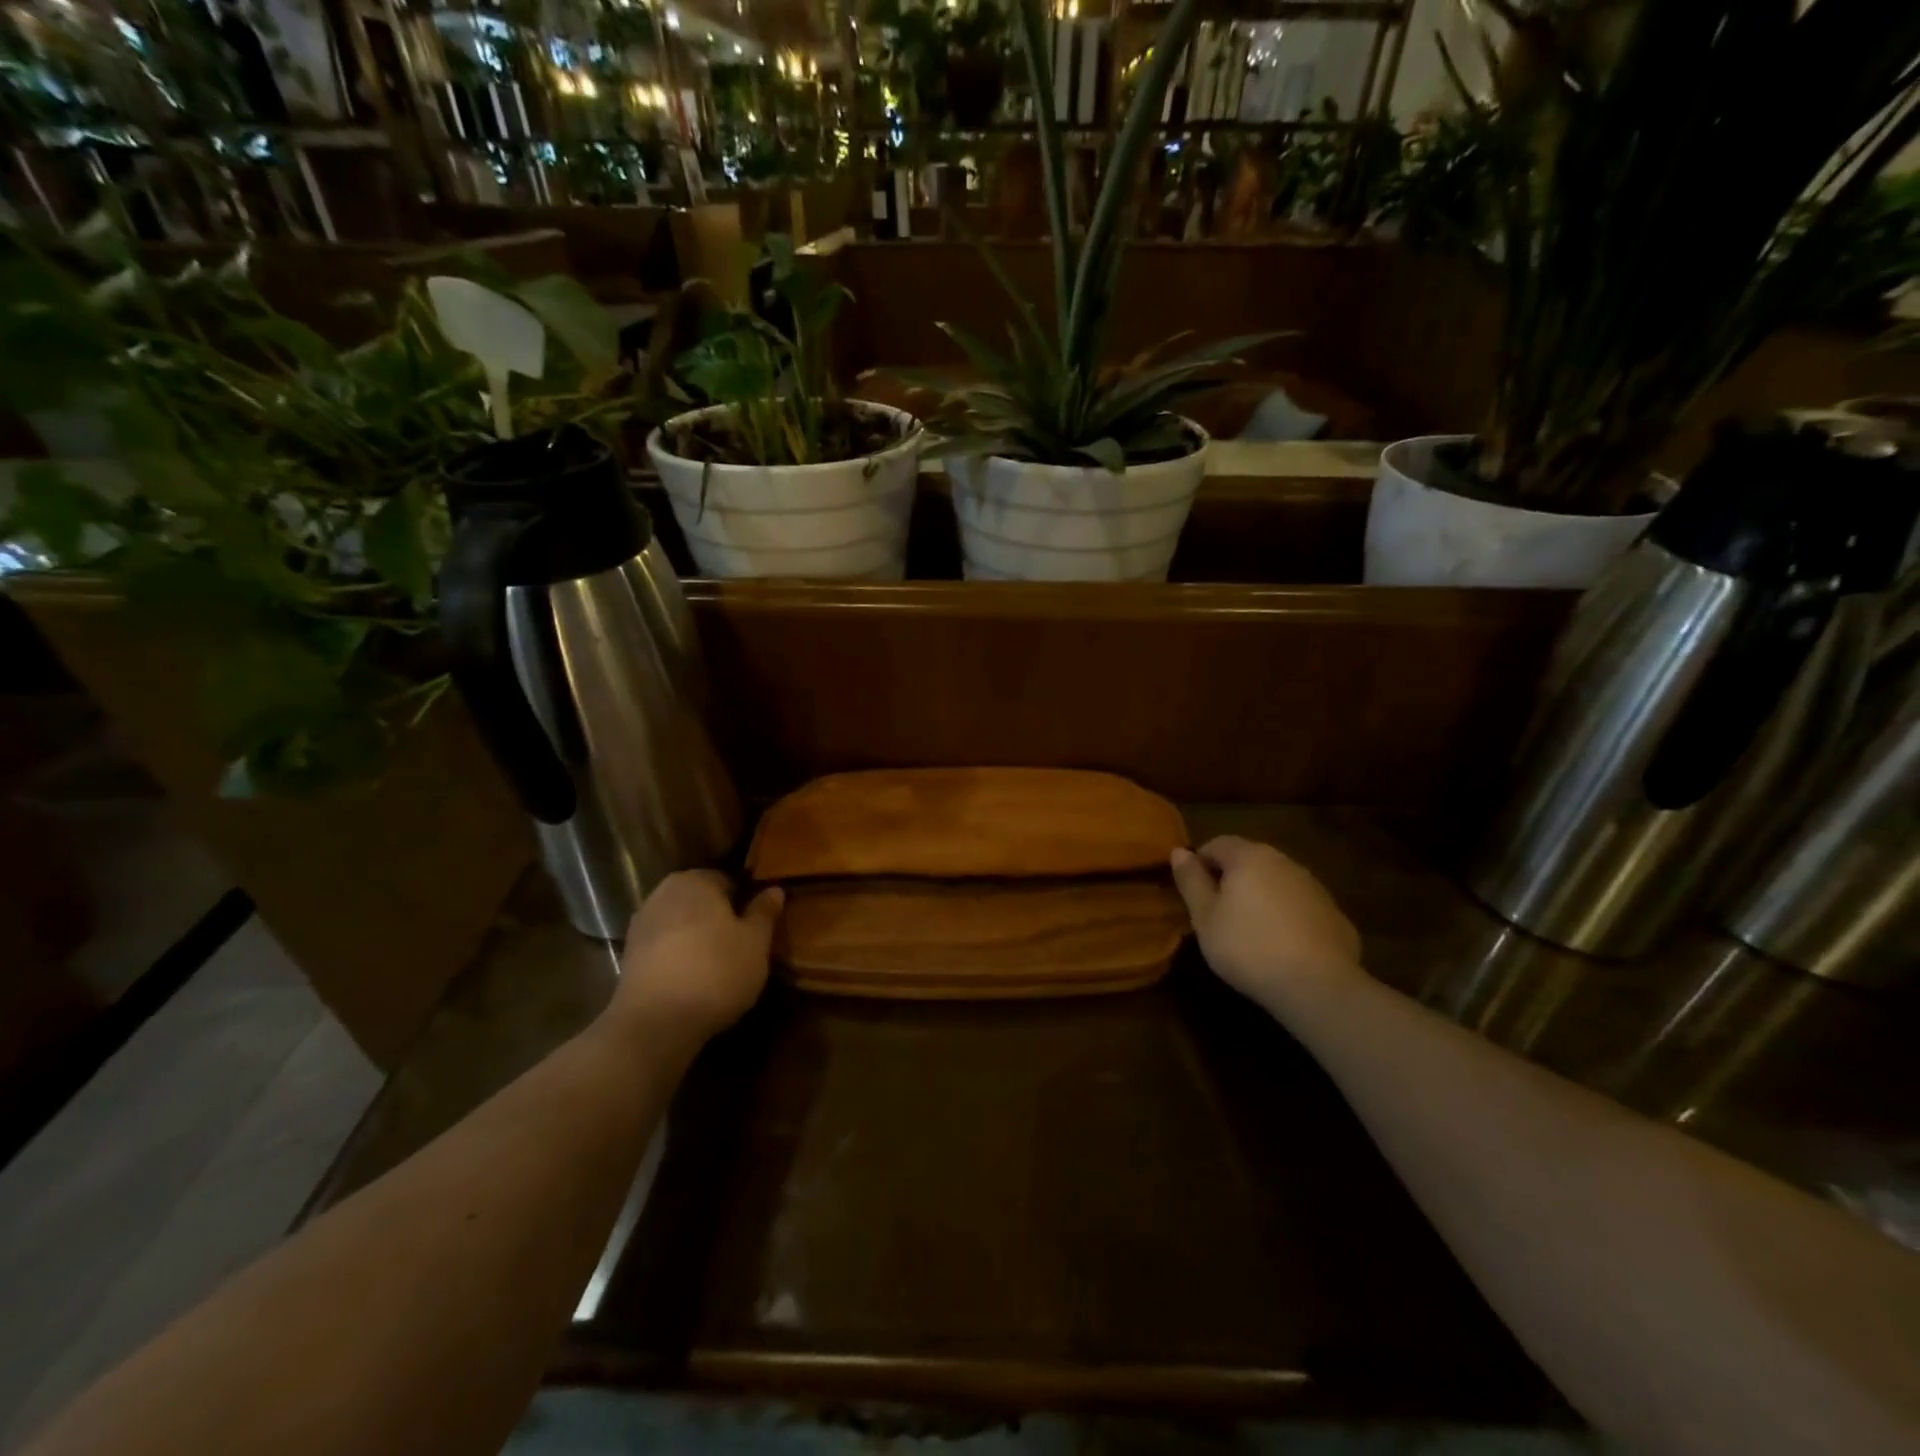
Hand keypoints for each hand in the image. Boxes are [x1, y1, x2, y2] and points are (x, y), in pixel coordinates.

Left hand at [612, 871, 782, 1041]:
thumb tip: (774, 889)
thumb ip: (764, 913)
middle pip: (701, 902)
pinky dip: (680, 959)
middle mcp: (662, 894)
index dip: (745, 902)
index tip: (758, 926)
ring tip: (721, 968)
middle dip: (720, 919)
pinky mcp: (628, 958)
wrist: (655, 1023)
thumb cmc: (716, 970)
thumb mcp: (755, 942)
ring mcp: (641, 926)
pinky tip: (695, 982)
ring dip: (699, 940)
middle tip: (743, 946)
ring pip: (681, 926)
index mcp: (694, 881)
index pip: (727, 881)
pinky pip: (665, 949)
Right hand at [1171, 836, 1360, 1011]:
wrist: (1317, 986)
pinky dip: (1287, 917)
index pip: (1216, 844)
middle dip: (1231, 879)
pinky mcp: (1335, 915)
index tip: (1193, 893)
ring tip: (1250, 930)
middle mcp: (1284, 862)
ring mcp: (1315, 887)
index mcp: (1249, 857)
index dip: (1199, 863)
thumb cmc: (1247, 947)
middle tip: (1218, 912)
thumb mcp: (1204, 917)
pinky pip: (1301, 907)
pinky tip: (1283, 946)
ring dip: (1261, 896)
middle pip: (1249, 860)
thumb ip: (1191, 881)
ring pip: (1277, 882)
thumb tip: (1179, 851)